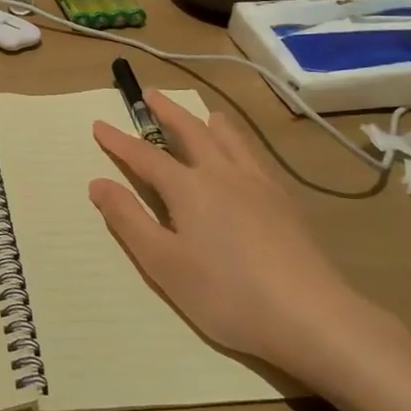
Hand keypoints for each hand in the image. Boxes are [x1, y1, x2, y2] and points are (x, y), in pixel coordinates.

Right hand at [89, 93, 405, 392]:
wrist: (311, 316)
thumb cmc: (227, 294)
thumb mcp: (164, 264)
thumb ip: (129, 220)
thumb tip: (98, 183)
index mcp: (188, 188)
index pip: (145, 155)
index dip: (119, 141)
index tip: (99, 124)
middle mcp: (222, 173)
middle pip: (190, 131)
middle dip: (166, 112)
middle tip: (151, 94)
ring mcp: (258, 184)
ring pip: (229, 138)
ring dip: (208, 121)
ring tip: (203, 112)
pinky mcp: (285, 202)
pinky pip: (254, 156)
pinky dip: (239, 143)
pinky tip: (245, 156)